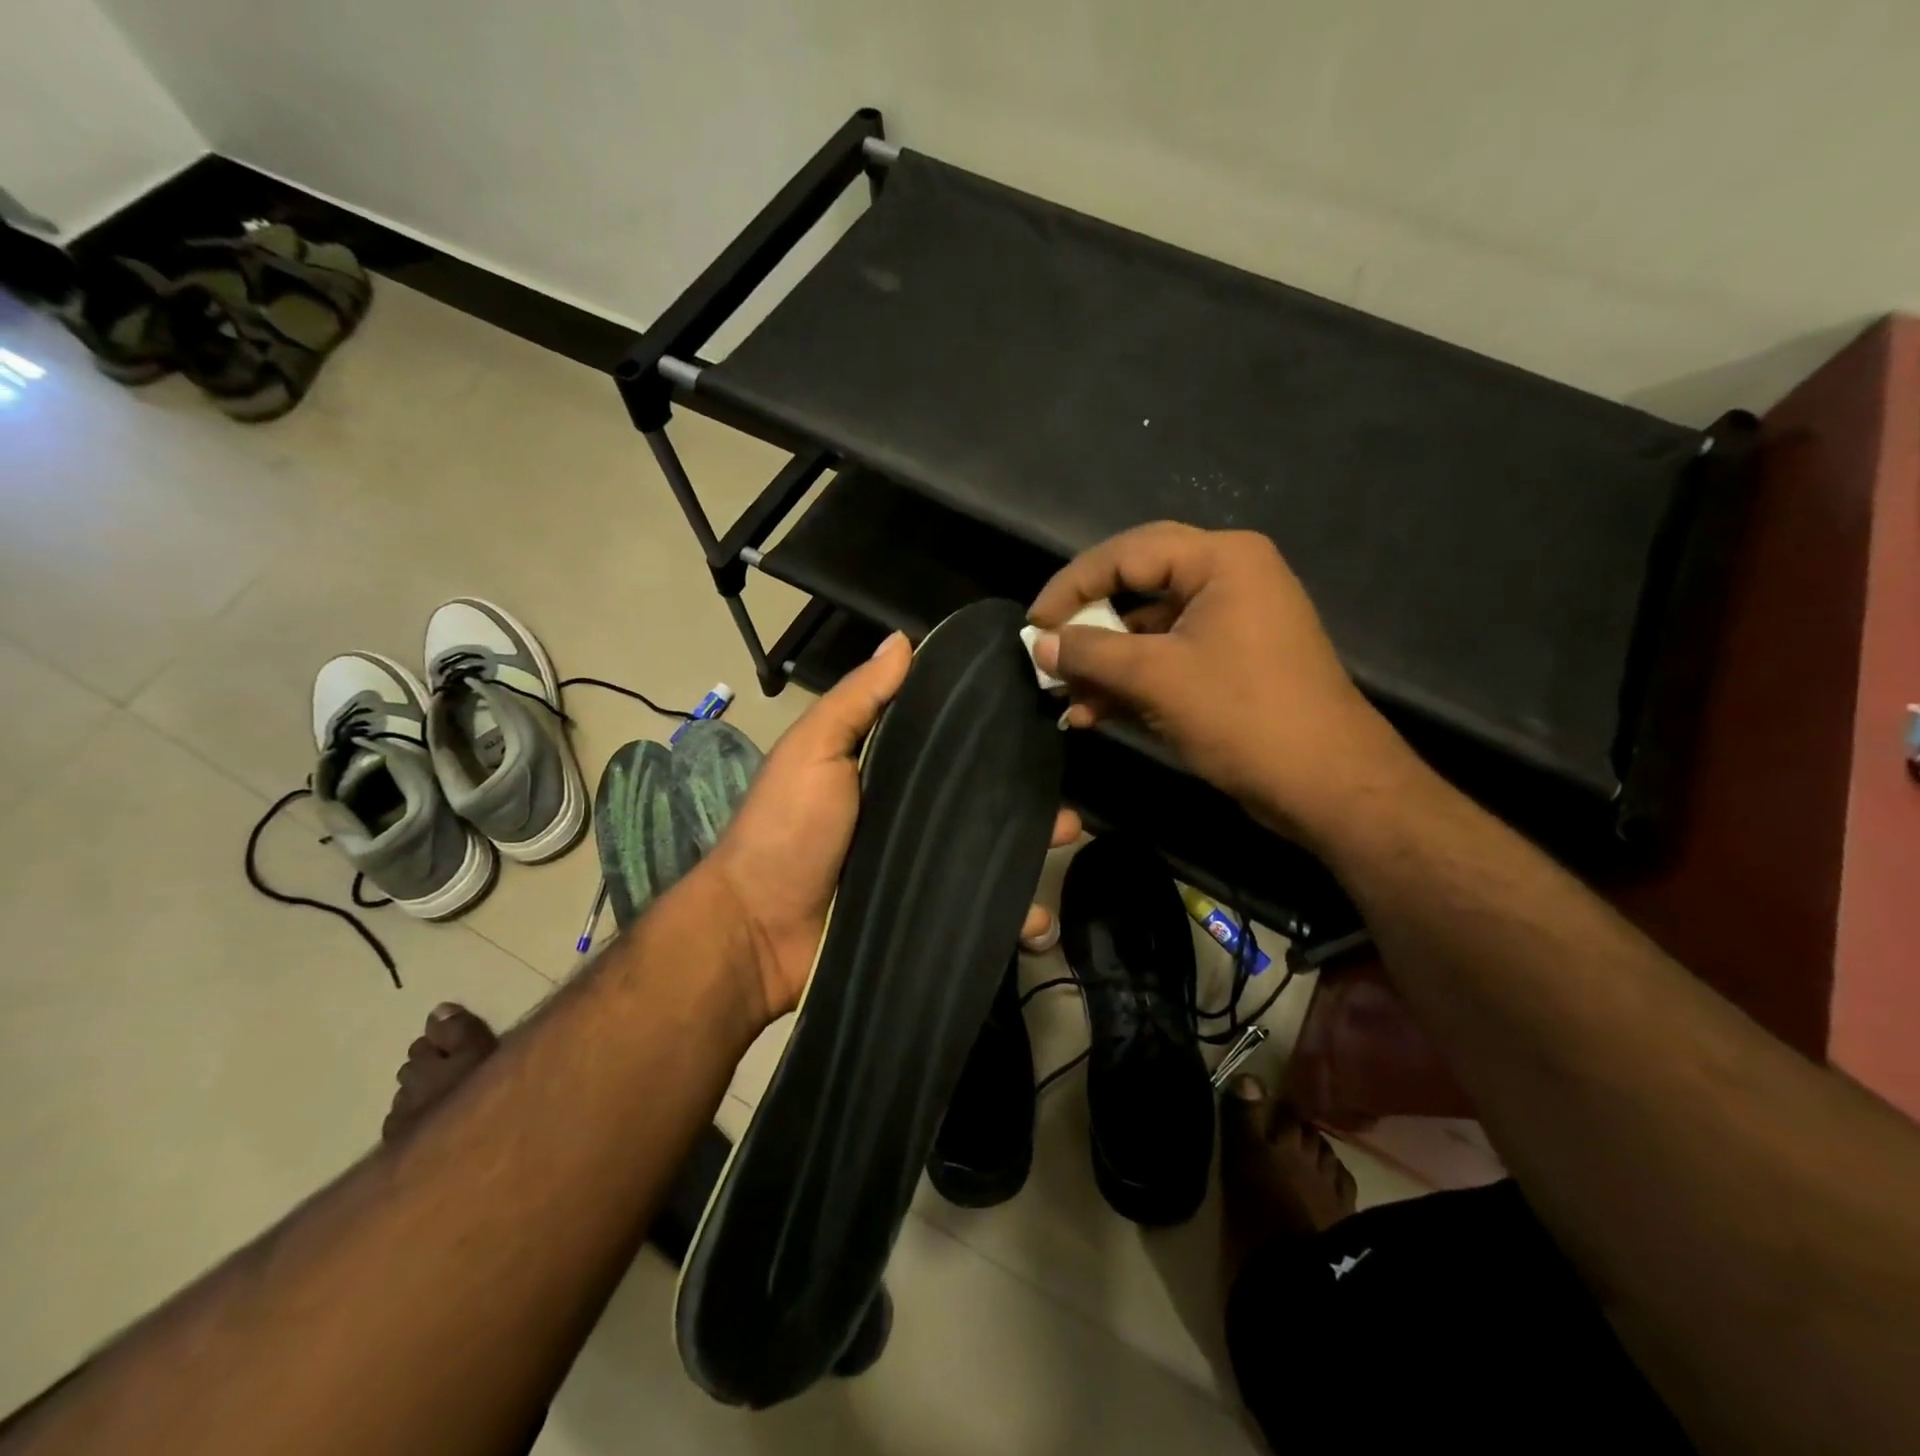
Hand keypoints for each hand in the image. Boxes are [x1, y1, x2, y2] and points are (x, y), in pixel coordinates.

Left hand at [699, 631, 1080, 1024]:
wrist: (757, 934)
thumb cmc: (785, 830)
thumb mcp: (813, 751)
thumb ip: (857, 701)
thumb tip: (902, 640)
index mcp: (885, 773)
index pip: (947, 748)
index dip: (989, 735)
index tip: (1039, 718)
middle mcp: (908, 820)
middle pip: (979, 806)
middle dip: (1027, 803)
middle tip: (1068, 804)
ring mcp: (919, 872)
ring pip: (988, 859)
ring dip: (1029, 856)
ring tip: (1066, 845)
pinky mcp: (925, 918)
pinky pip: (976, 915)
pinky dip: (1010, 919)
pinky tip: (1039, 920)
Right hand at [1028, 523, 1414, 843]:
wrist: (1326, 785)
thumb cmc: (1243, 716)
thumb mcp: (1156, 679)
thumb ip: (1091, 654)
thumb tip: (1040, 644)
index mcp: (1221, 560)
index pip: (1127, 553)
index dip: (1072, 586)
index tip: (1034, 623)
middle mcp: (1228, 578)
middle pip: (1136, 585)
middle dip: (1088, 622)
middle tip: (1047, 644)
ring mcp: (1232, 621)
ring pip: (1149, 628)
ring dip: (1105, 661)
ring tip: (1064, 695)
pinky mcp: (1230, 661)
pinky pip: (1168, 657)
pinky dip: (1131, 681)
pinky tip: (1093, 713)